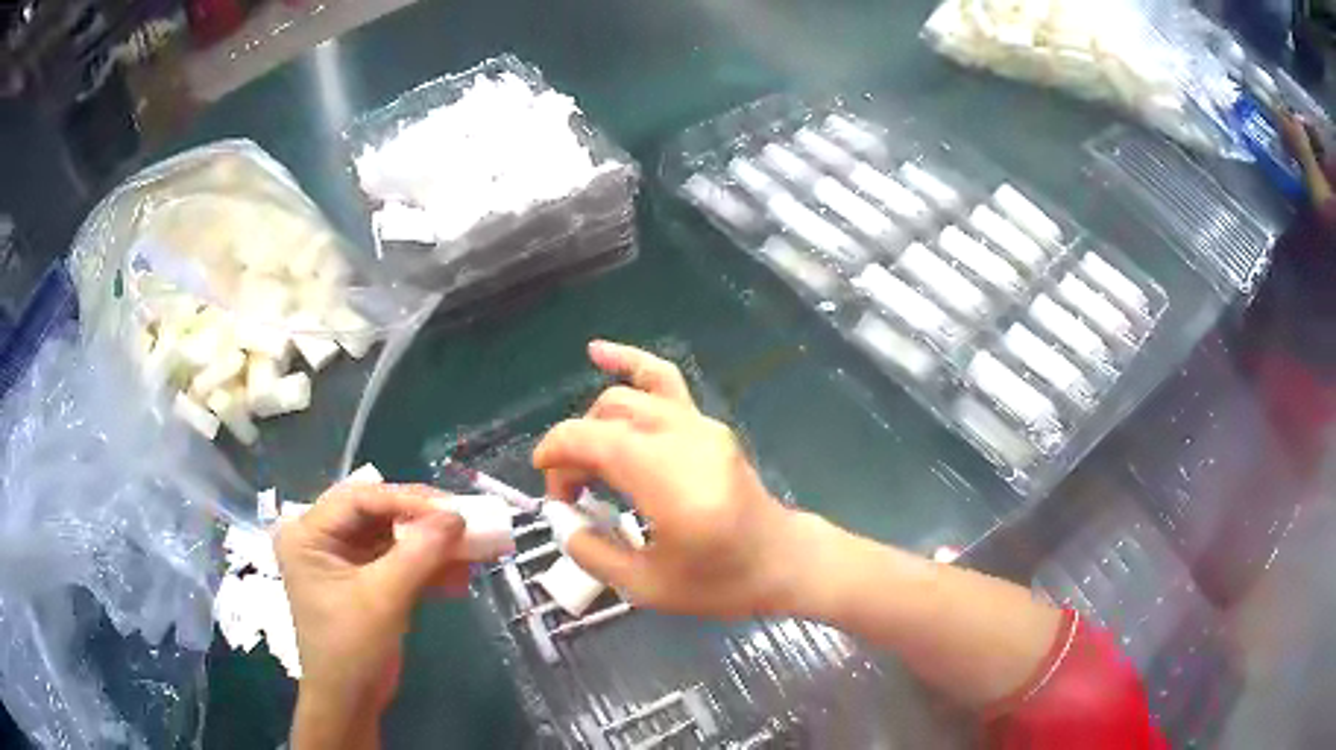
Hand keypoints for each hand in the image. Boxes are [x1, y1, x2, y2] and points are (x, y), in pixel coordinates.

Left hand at [276, 482, 468, 749]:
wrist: (351, 702)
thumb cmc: (352, 648)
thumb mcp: (383, 598)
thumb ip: (419, 553)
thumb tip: (457, 517)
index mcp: (308, 534)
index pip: (358, 499)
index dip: (405, 500)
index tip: (451, 510)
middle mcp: (322, 538)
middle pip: (377, 513)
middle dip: (422, 520)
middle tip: (463, 520)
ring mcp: (345, 559)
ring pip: (393, 536)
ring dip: (432, 545)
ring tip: (472, 550)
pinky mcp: (366, 579)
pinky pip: (399, 560)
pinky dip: (428, 567)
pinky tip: (460, 578)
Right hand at [532, 341, 802, 619]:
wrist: (782, 561)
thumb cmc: (720, 582)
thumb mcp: (646, 587)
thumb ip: (592, 552)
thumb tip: (562, 520)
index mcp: (668, 480)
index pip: (592, 440)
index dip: (556, 454)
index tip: (550, 491)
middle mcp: (683, 439)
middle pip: (606, 417)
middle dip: (574, 448)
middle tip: (572, 494)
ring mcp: (700, 424)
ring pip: (629, 398)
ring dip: (595, 421)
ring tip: (583, 460)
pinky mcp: (707, 424)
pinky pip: (664, 382)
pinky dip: (630, 365)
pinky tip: (598, 351)